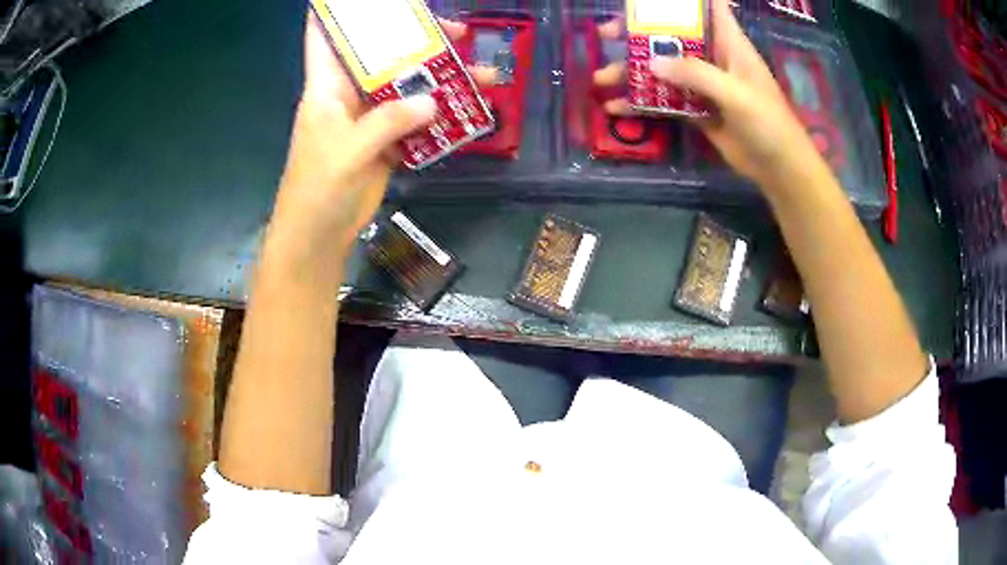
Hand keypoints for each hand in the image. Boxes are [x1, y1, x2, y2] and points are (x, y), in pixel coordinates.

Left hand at [273, 14, 495, 253]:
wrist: (320, 234)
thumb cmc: (318, 188)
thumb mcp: (349, 150)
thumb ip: (388, 121)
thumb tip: (433, 100)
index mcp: (327, 85)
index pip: (325, 36)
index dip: (337, 11)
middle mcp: (349, 93)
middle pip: (382, 53)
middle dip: (415, 37)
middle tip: (455, 31)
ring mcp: (370, 116)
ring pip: (407, 84)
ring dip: (442, 78)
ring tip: (482, 74)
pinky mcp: (387, 139)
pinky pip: (418, 117)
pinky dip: (441, 113)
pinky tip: (468, 109)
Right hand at [592, 0, 823, 187]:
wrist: (779, 168)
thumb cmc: (768, 123)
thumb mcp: (736, 93)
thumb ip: (696, 74)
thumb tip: (652, 64)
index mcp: (729, 43)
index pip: (708, 7)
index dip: (681, 1)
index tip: (646, 1)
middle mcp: (713, 57)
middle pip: (673, 34)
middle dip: (640, 32)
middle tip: (607, 34)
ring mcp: (704, 84)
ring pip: (664, 68)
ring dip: (634, 71)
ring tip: (602, 79)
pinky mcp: (698, 109)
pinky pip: (666, 99)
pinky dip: (643, 102)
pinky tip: (619, 108)